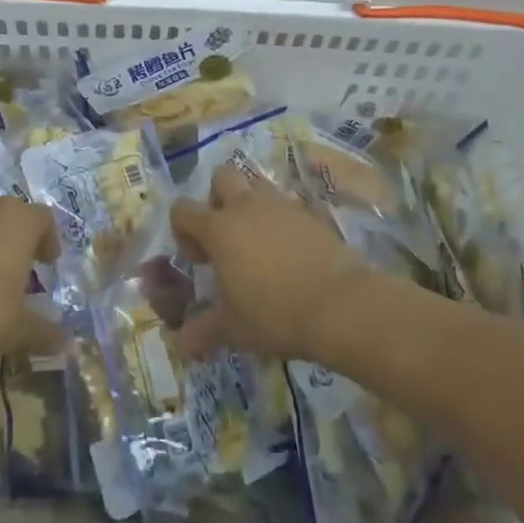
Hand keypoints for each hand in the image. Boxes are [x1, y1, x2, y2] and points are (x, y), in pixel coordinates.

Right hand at [170, 164, 373, 361]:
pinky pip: (286, 205)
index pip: (183, 209)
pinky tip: (289, 253)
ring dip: (250, 205)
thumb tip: (182, 345)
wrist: (340, 304)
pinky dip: (280, 221)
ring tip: (259, 244)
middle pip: (222, 177)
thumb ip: (204, 330)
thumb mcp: (235, 328)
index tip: (200, 260)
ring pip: (256, 185)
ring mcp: (281, 206)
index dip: (183, 230)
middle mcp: (247, 207)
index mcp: (219, 229)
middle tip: (227, 236)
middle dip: (217, 199)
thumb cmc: (276, 313)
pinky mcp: (310, 214)